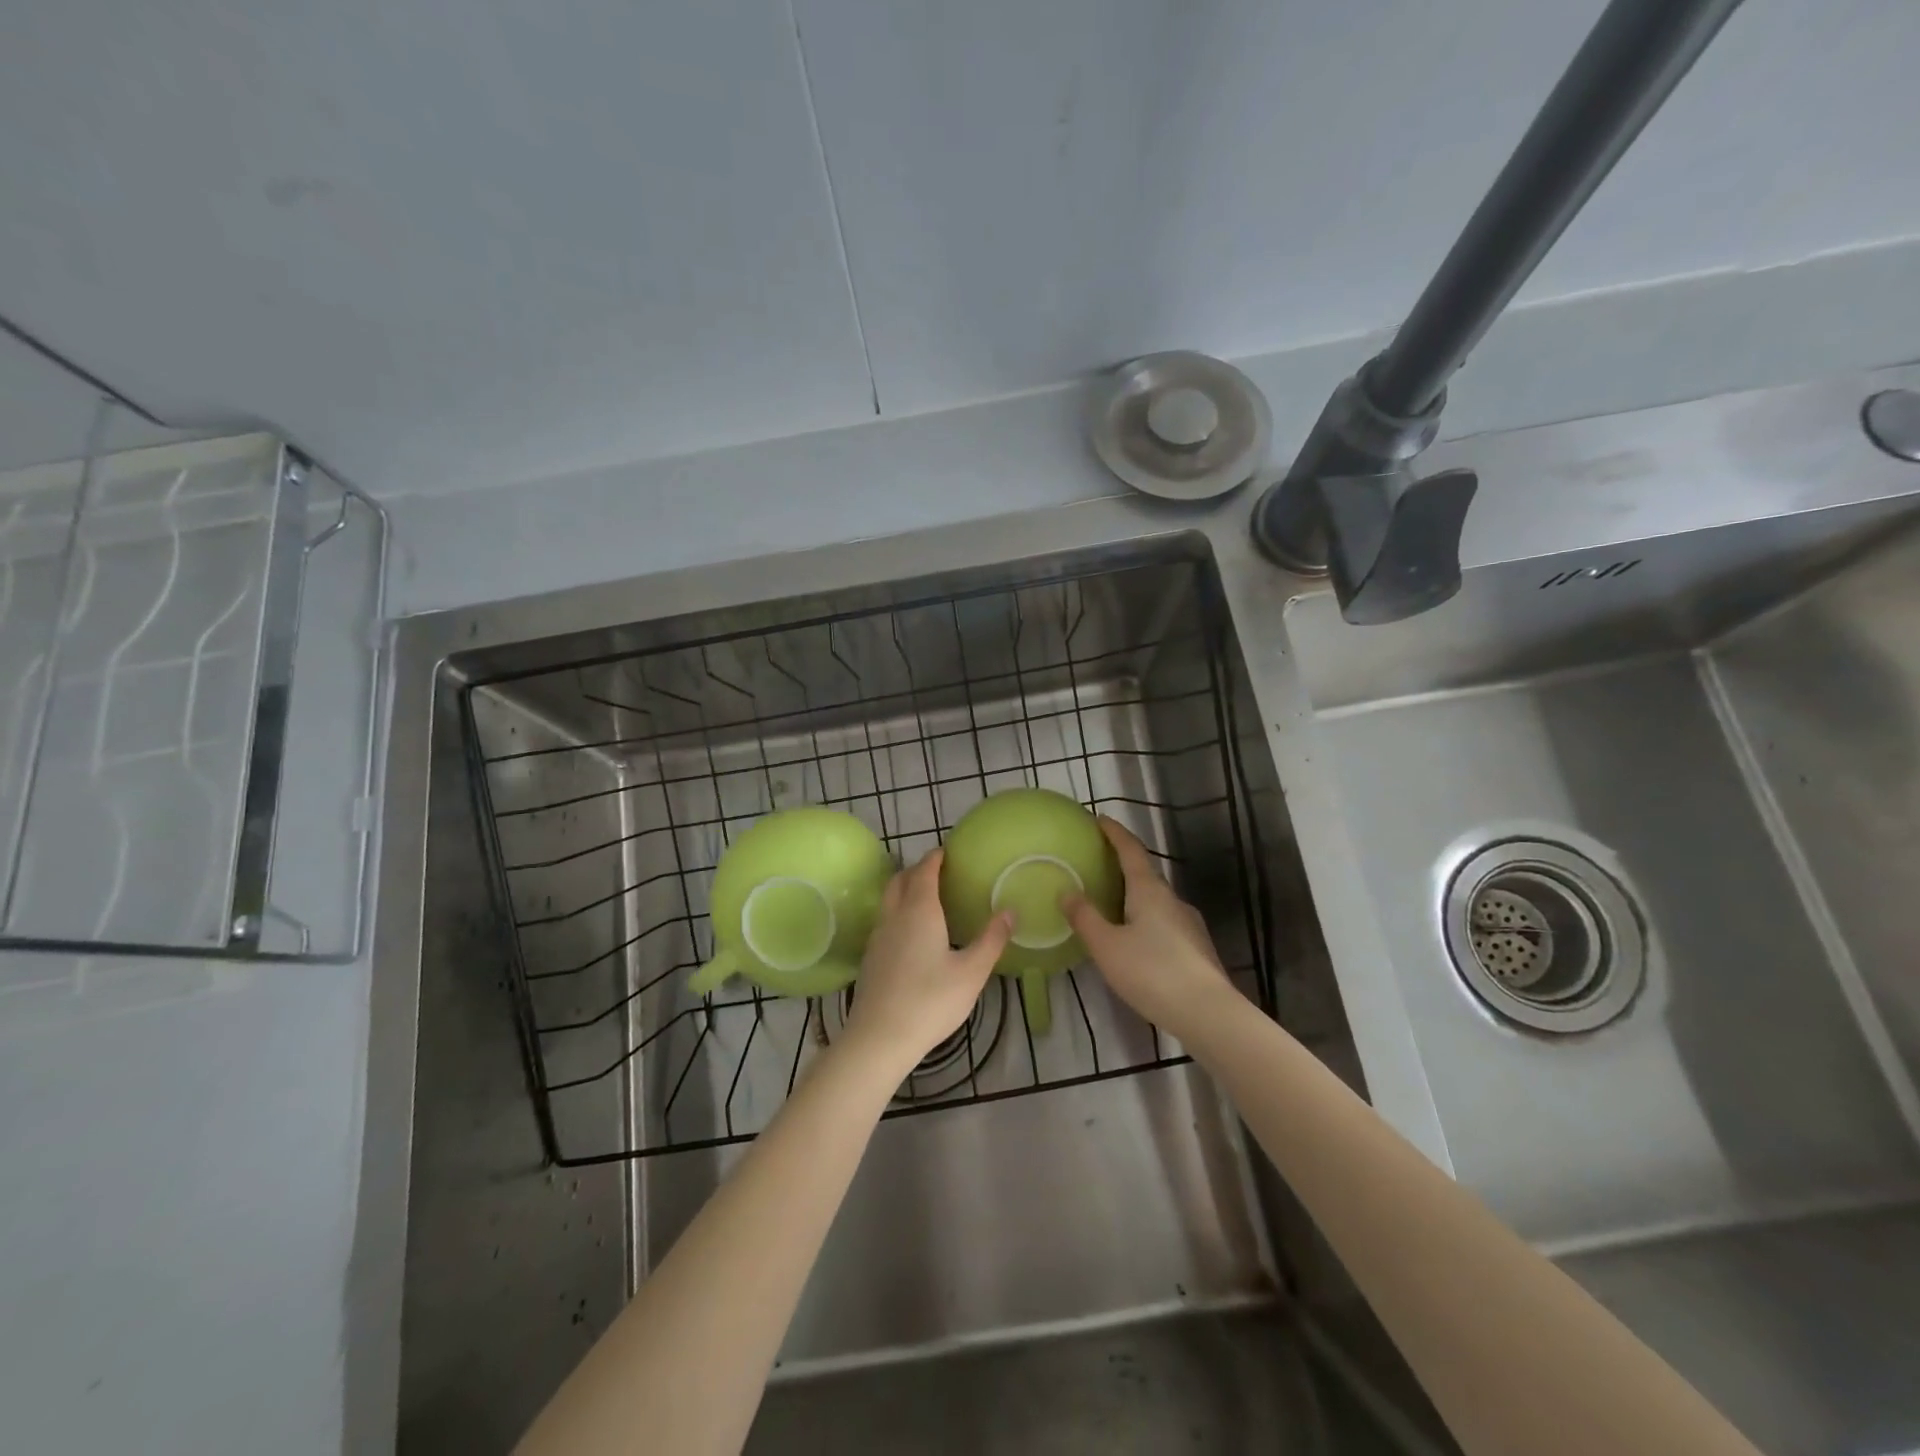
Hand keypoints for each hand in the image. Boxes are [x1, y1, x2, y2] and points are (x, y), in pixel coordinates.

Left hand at [842, 849, 1012, 1069]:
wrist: (879, 1038)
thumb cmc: (930, 1001)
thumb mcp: (971, 972)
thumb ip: (991, 940)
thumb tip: (1009, 911)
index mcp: (920, 911)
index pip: (925, 871)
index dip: (935, 858)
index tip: (947, 852)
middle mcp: (894, 916)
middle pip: (901, 880)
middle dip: (918, 869)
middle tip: (938, 871)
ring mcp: (878, 937)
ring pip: (889, 899)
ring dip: (905, 889)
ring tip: (926, 897)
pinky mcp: (870, 957)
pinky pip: (884, 920)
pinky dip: (898, 911)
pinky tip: (911, 933)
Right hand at [1065, 818, 1237, 1038]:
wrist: (1209, 1013)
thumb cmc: (1152, 972)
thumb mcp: (1107, 946)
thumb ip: (1085, 918)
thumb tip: (1067, 891)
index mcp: (1150, 891)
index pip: (1131, 851)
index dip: (1115, 833)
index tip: (1100, 819)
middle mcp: (1172, 900)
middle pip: (1145, 874)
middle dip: (1122, 865)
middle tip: (1098, 863)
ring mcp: (1189, 924)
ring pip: (1156, 901)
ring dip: (1134, 895)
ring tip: (1112, 904)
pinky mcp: (1196, 948)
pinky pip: (1164, 923)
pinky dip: (1145, 919)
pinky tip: (1136, 940)